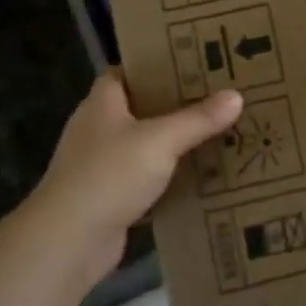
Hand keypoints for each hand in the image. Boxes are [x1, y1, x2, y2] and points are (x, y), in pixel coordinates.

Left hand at [22, 70, 240, 292]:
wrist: (68, 242)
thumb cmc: (109, 175)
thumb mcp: (161, 141)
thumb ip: (198, 119)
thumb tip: (237, 96)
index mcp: (102, 104)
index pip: (126, 72)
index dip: (155, 65)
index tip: (191, 63)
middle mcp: (97, 130)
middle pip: (139, 108)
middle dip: (174, 104)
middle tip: (216, 96)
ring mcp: (100, 166)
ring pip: (144, 146)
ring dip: (173, 144)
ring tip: (216, 133)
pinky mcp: (108, 199)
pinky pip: (145, 180)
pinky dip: (168, 179)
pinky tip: (199, 177)